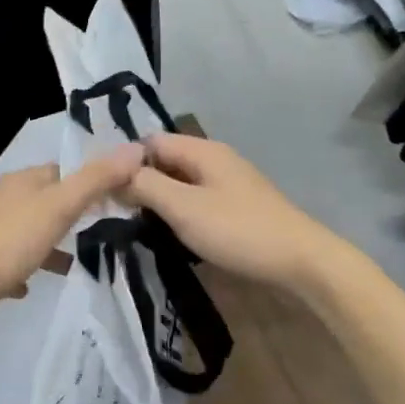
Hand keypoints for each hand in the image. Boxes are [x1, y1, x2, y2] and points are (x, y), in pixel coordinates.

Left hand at [0, 146, 145, 330]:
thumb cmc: (10, 242)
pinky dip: (26, 266)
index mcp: (21, 181)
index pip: (63, 170)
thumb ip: (96, 180)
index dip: (91, 180)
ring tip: (76, 262)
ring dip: (50, 243)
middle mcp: (2, 199)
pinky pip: (11, 259)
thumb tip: (136, 147)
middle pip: (45, 200)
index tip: (118, 197)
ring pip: (29, 230)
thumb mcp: (60, 207)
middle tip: (103, 229)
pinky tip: (34, 284)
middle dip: (71, 213)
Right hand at [124, 132, 344, 294]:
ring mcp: (228, 184)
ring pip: (180, 183)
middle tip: (114, 210)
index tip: (103, 189)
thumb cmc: (238, 230)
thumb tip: (117, 174)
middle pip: (166, 161)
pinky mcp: (236, 207)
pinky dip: (178, 212)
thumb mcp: (183, 207)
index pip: (151, 142)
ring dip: (158, 200)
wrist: (301, 262)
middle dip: (140, 182)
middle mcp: (215, 160)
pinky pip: (196, 200)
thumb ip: (146, 186)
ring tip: (135, 223)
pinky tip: (168, 232)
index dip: (125, 161)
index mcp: (203, 151)